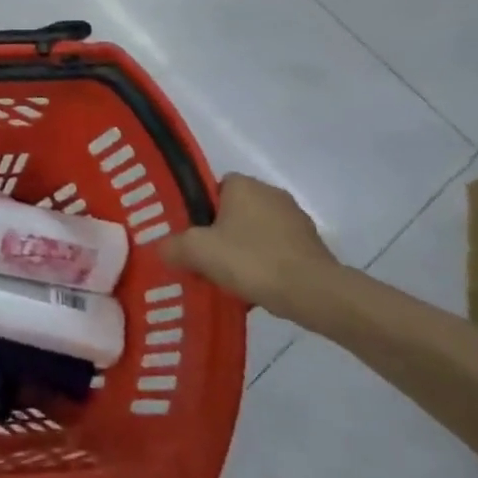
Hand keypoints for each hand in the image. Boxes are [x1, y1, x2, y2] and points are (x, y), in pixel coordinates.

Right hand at [163, 174, 338, 318]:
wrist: (314, 293)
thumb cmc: (252, 261)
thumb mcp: (197, 252)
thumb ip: (173, 246)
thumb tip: (162, 249)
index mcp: (243, 184)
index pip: (214, 188)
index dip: (200, 211)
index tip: (194, 237)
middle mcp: (271, 193)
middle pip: (234, 211)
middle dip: (222, 233)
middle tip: (206, 259)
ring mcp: (296, 219)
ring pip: (257, 232)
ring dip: (245, 250)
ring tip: (231, 279)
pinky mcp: (312, 245)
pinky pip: (278, 250)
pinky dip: (267, 264)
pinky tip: (258, 288)